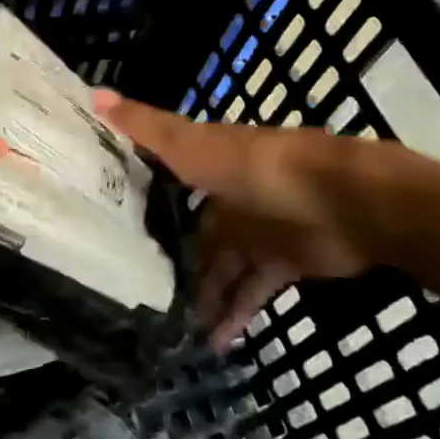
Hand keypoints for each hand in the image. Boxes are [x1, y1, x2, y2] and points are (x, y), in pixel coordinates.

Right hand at [95, 92, 371, 346]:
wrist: (346, 202)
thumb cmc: (260, 170)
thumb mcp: (195, 147)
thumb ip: (148, 128)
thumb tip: (92, 94)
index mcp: (204, 165)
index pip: (162, 183)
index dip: (136, 200)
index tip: (104, 225)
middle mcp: (226, 197)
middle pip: (191, 233)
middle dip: (169, 261)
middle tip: (135, 294)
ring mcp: (256, 231)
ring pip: (219, 267)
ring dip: (200, 296)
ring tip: (170, 331)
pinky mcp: (283, 262)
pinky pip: (251, 290)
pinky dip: (235, 313)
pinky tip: (215, 343)